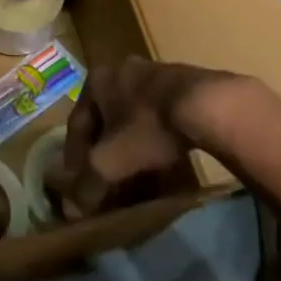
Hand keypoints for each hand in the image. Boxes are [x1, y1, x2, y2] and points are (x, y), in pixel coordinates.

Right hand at [61, 57, 242, 213]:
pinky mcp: (184, 84)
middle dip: (104, 151)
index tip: (77, 180)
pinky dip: (154, 140)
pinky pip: (158, 117)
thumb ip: (88, 185)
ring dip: (130, 146)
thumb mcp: (111, 161)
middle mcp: (121, 70)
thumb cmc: (148, 126)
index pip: (77, 122)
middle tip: (105, 178)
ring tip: (135, 174)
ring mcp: (154, 73)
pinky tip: (162, 162)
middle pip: (105, 120)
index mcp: (96, 79)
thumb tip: (71, 211)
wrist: (209, 105)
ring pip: (133, 118)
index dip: (74, 156)